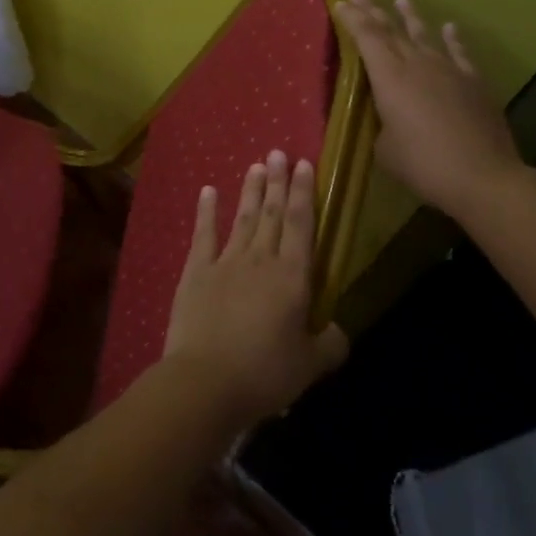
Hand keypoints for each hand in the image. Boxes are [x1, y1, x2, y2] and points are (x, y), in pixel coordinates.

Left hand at [163, 151, 349, 427]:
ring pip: (243, 218)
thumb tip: (338, 330)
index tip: (304, 164)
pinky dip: (207, 211)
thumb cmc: (264, 374)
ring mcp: (225, 262)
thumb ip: (329, 344)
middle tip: (278, 152)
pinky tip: (209, 191)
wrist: (205, 382)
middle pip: (273, 214)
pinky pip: (203, 235)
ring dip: (251, 191)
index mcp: (292, 278)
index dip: (304, 193)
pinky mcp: (196, 273)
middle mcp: (261, 260)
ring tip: (256, 165)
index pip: (302, 225)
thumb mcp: (309, 366)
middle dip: (278, 182)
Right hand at [332, 0, 525, 220]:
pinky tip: (449, 28)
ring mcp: (449, 70)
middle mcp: (417, 64)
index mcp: (389, 78)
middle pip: (391, 31)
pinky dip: (452, 38)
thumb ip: (382, 125)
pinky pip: (459, 52)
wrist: (482, 176)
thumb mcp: (385, 150)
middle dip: (373, 11)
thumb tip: (389, 119)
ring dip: (410, 17)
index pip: (366, 38)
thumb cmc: (423, 165)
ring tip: (401, 0)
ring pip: (424, 35)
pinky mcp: (473, 82)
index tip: (340, 2)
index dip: (352, 19)